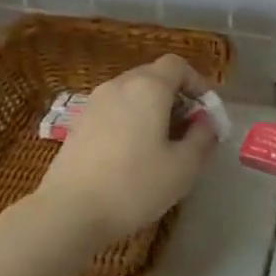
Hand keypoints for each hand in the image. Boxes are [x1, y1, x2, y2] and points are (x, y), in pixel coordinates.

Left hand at [35, 55, 218, 245]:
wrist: (70, 210)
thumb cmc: (134, 185)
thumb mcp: (183, 167)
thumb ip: (203, 138)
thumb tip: (206, 123)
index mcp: (148, 87)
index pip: (177, 65)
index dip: (197, 83)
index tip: (206, 113)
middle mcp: (118, 85)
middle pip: (153, 76)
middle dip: (176, 97)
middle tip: (188, 130)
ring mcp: (94, 103)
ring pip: (132, 93)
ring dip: (152, 109)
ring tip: (162, 144)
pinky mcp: (78, 123)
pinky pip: (113, 110)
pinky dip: (130, 120)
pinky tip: (132, 154)